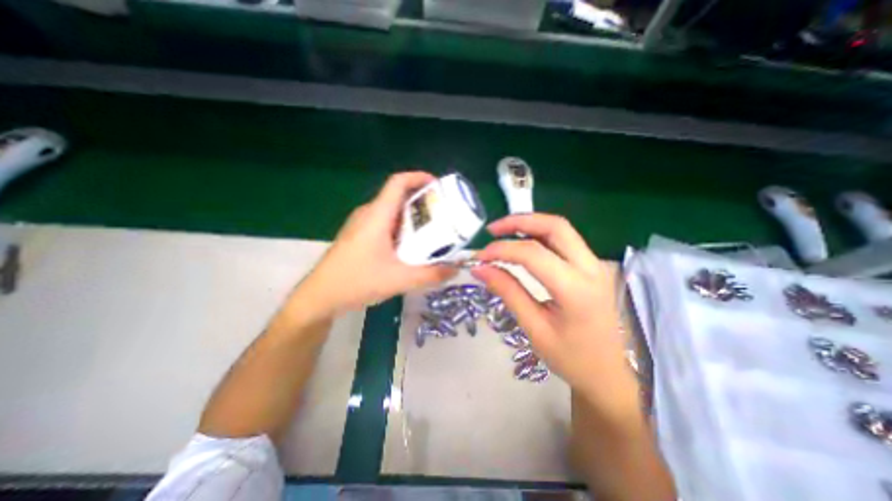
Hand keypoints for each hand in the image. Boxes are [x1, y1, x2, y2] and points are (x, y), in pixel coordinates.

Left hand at [296, 169, 454, 314]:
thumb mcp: (399, 279)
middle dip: (421, 202)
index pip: (398, 182)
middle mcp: (368, 214)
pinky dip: (400, 229)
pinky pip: (384, 224)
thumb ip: (430, 275)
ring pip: (391, 212)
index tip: (438, 186)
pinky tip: (409, 248)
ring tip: (431, 231)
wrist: (320, 296)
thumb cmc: (357, 281)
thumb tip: (455, 270)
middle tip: (442, 214)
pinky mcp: (358, 236)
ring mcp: (361, 225)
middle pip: (397, 197)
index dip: (419, 177)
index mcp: (377, 215)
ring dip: (411, 218)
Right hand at [474, 213, 641, 419]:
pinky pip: (565, 240)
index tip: (479, 257)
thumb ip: (508, 292)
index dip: (502, 250)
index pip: (533, 254)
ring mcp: (595, 264)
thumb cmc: (572, 359)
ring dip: (530, 224)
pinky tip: (523, 242)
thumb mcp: (534, 328)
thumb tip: (480, 269)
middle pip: (555, 226)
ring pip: (561, 229)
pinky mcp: (592, 266)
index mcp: (576, 290)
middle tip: (492, 230)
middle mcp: (591, 268)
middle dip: (520, 221)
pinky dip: (540, 234)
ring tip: (503, 232)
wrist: (611, 374)